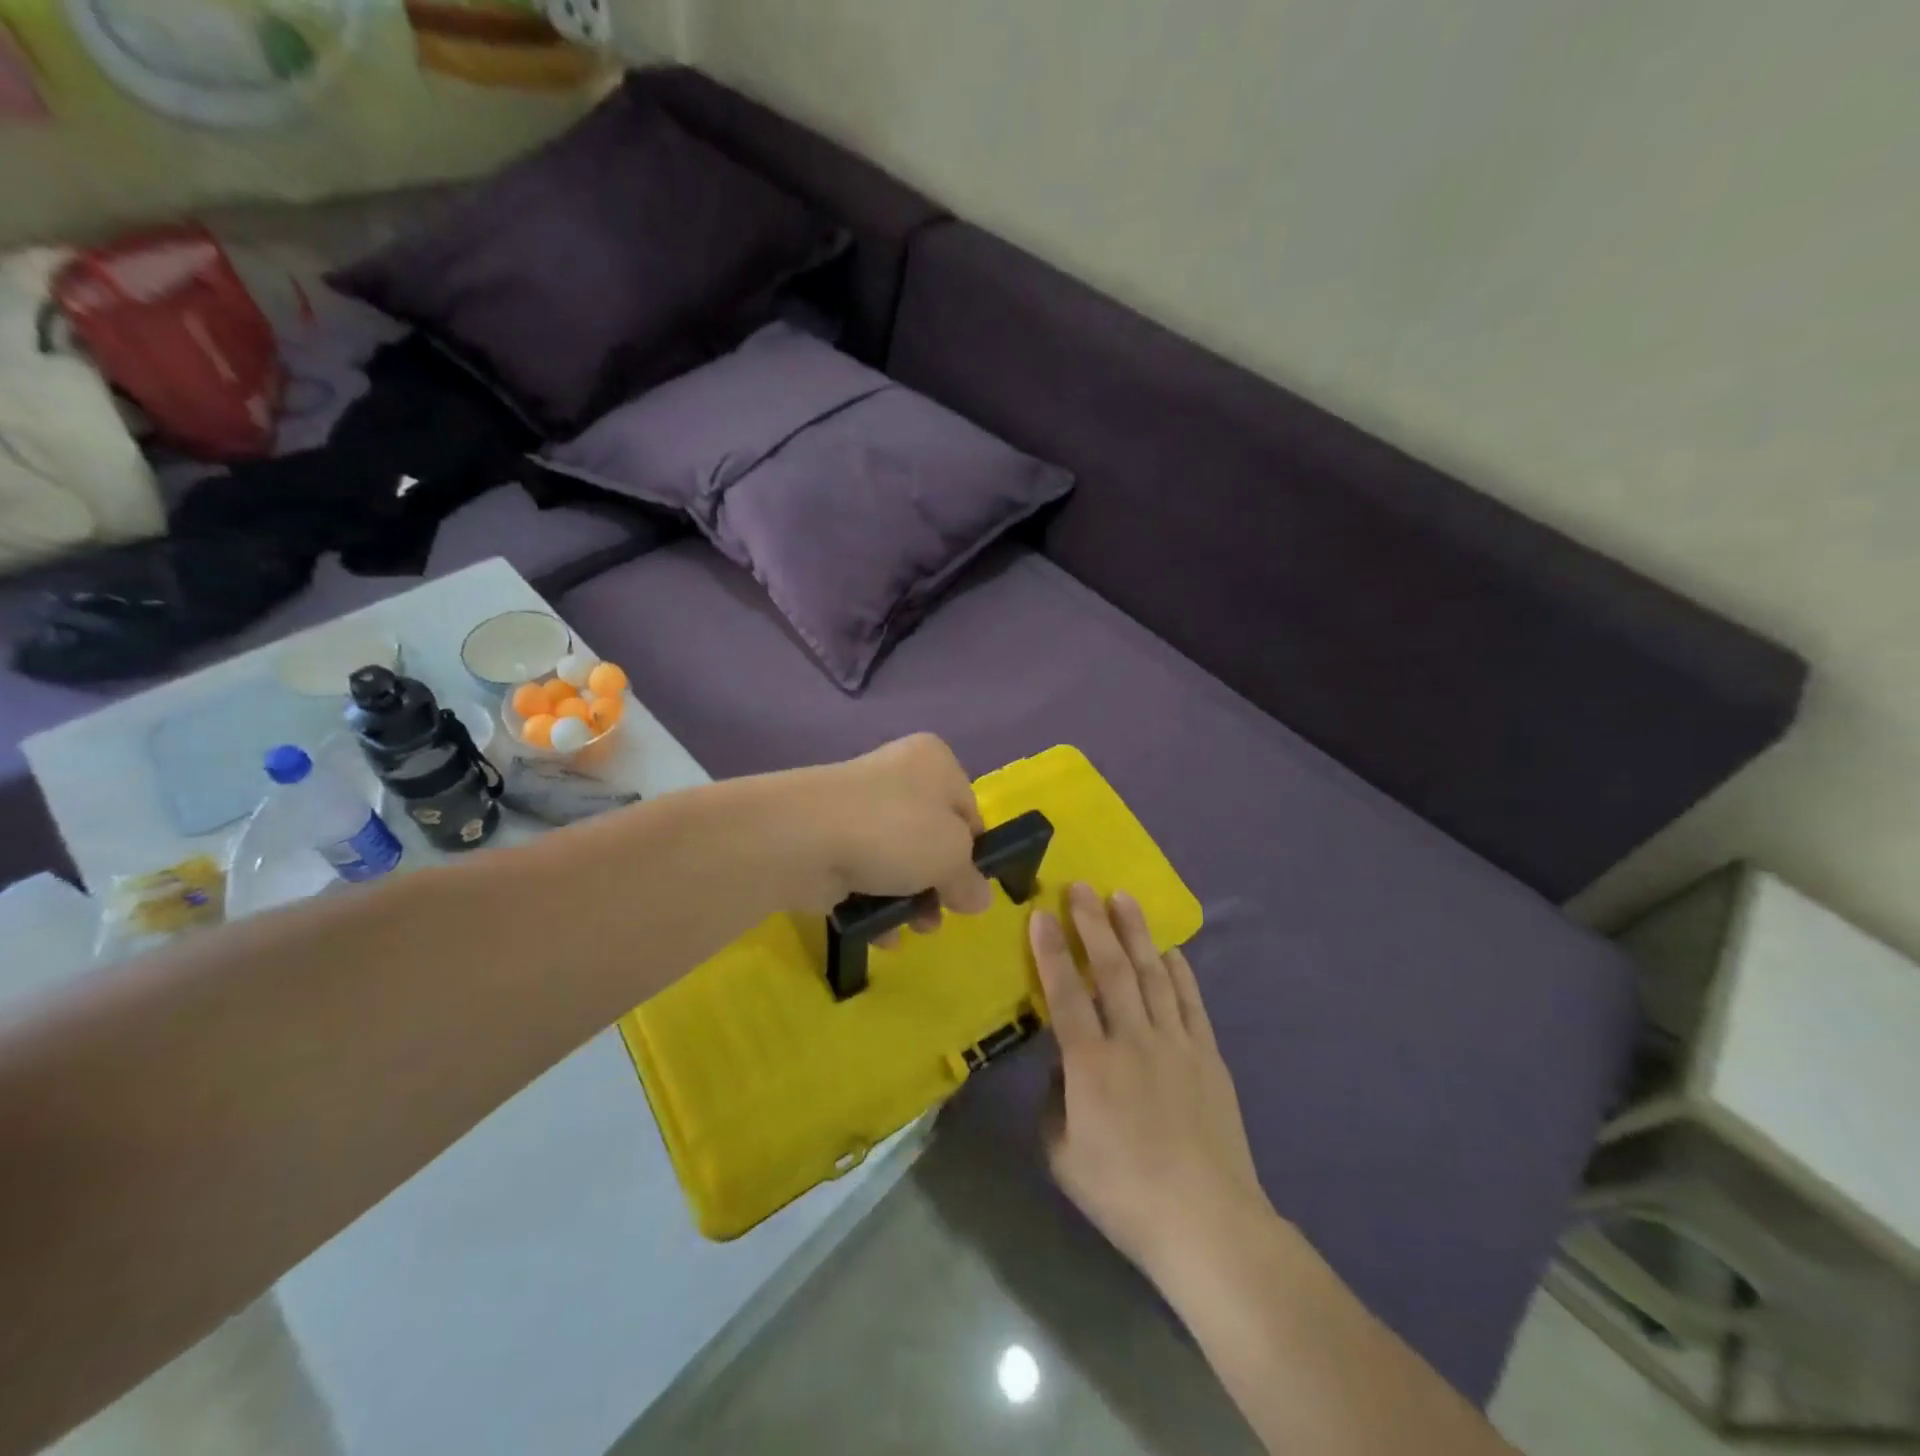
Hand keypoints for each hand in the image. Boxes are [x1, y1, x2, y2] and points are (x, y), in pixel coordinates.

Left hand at [783, 734, 993, 925]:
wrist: (805, 838)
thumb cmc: (895, 832)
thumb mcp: (952, 856)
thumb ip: (970, 880)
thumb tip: (978, 898)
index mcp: (935, 762)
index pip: (968, 810)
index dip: (973, 852)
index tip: (969, 886)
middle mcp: (898, 776)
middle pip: (933, 839)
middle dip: (939, 883)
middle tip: (940, 913)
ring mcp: (860, 809)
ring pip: (899, 861)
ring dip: (910, 900)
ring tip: (910, 928)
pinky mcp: (830, 841)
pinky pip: (864, 875)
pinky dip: (874, 903)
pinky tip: (880, 932)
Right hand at [1032, 884, 1271, 1280]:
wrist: (1207, 1222)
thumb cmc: (1124, 1193)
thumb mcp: (1063, 1155)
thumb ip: (1054, 1102)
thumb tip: (1064, 1066)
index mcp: (1091, 1064)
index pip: (1065, 993)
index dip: (1051, 951)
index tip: (1041, 913)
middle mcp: (1133, 1040)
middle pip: (1110, 969)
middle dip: (1093, 923)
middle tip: (1081, 887)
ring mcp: (1176, 1043)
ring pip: (1152, 974)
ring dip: (1136, 933)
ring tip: (1123, 898)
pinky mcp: (1208, 1055)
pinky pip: (1191, 1001)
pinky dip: (1179, 971)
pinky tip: (1169, 949)